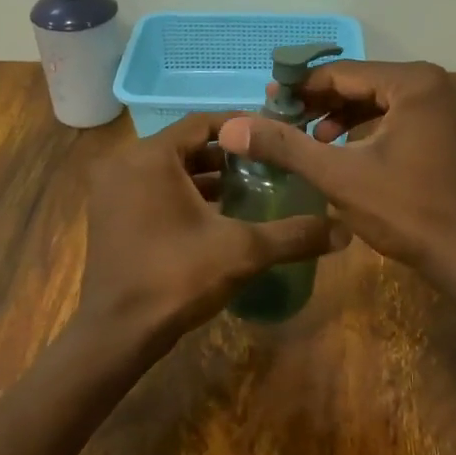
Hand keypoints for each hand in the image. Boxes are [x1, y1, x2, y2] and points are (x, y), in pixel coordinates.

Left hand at [79, 112, 347, 351]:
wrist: (118, 332)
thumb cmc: (177, 277)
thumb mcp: (243, 251)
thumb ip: (294, 235)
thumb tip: (345, 231)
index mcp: (150, 157)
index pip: (202, 122)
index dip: (241, 127)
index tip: (274, 137)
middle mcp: (124, 165)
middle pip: (185, 145)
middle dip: (226, 155)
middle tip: (266, 165)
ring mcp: (111, 191)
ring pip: (168, 170)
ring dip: (205, 177)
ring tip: (249, 190)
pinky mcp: (109, 216)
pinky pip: (152, 190)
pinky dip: (182, 195)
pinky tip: (216, 216)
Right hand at [217, 62, 455, 278]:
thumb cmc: (407, 211)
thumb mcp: (339, 176)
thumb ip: (286, 147)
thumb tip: (233, 127)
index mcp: (415, 82)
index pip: (344, 73)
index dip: (302, 88)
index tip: (268, 103)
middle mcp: (438, 83)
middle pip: (365, 83)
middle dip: (323, 103)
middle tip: (285, 122)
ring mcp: (451, 107)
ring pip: (383, 100)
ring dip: (345, 117)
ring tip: (313, 139)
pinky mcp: (455, 130)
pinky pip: (403, 117)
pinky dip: (372, 129)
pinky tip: (348, 150)